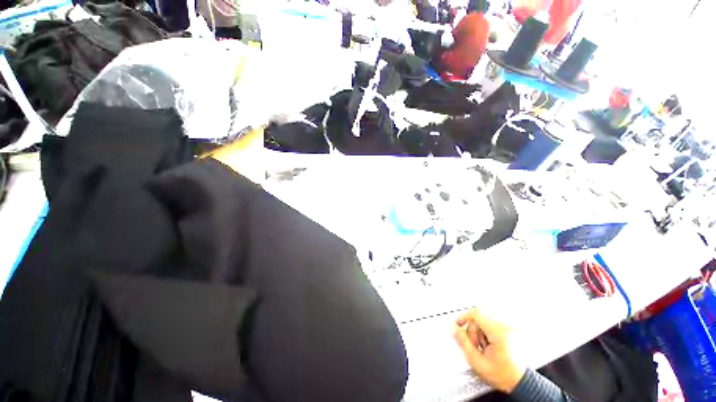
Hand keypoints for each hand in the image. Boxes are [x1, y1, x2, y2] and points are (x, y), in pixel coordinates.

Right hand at [452, 309, 524, 392]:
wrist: (520, 382)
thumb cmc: (503, 375)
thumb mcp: (478, 362)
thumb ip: (463, 343)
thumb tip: (453, 329)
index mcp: (498, 333)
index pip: (476, 313)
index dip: (463, 317)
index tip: (458, 324)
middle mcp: (505, 327)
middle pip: (479, 318)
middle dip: (473, 331)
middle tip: (475, 345)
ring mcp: (508, 328)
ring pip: (484, 321)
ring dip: (479, 332)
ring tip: (484, 348)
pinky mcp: (509, 330)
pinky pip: (491, 324)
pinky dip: (486, 332)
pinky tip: (489, 345)